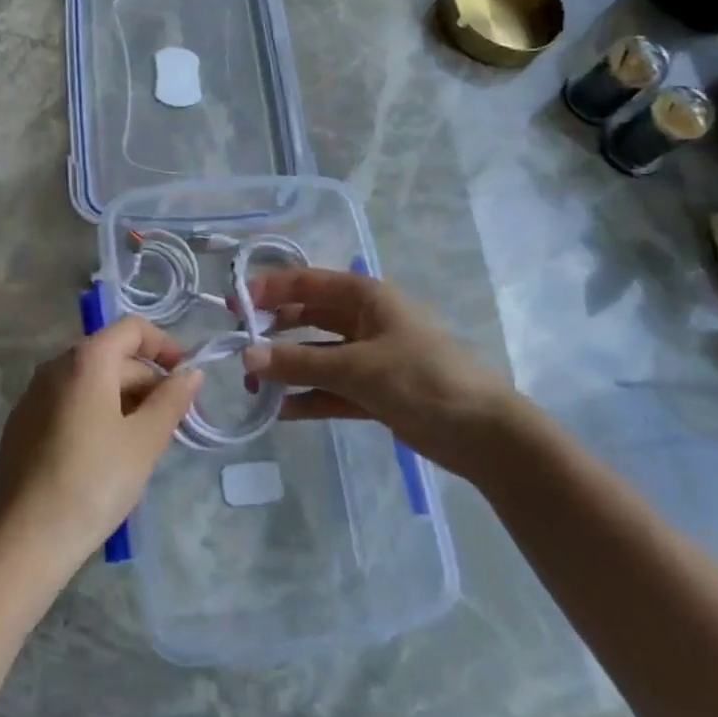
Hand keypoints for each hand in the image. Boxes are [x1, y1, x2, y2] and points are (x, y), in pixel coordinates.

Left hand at [0, 317, 202, 577]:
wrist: (25, 539)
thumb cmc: (93, 482)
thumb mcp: (144, 441)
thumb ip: (172, 399)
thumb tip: (191, 372)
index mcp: (85, 360)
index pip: (132, 329)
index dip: (164, 345)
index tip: (186, 377)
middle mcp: (54, 367)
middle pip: (112, 356)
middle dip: (148, 381)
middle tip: (173, 422)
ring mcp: (32, 396)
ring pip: (90, 382)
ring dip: (124, 399)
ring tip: (144, 441)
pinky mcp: (22, 425)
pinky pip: (69, 403)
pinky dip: (96, 413)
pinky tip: (106, 454)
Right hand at [241, 268, 526, 478]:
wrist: (483, 433)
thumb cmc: (422, 379)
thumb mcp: (357, 368)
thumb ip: (299, 362)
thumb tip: (247, 356)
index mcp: (365, 297)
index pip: (306, 283)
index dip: (269, 289)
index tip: (234, 306)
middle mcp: (365, 320)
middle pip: (308, 317)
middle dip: (274, 331)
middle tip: (238, 349)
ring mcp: (370, 356)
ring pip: (317, 355)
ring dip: (287, 368)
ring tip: (253, 385)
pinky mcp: (374, 391)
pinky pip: (331, 388)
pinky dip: (308, 396)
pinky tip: (282, 410)